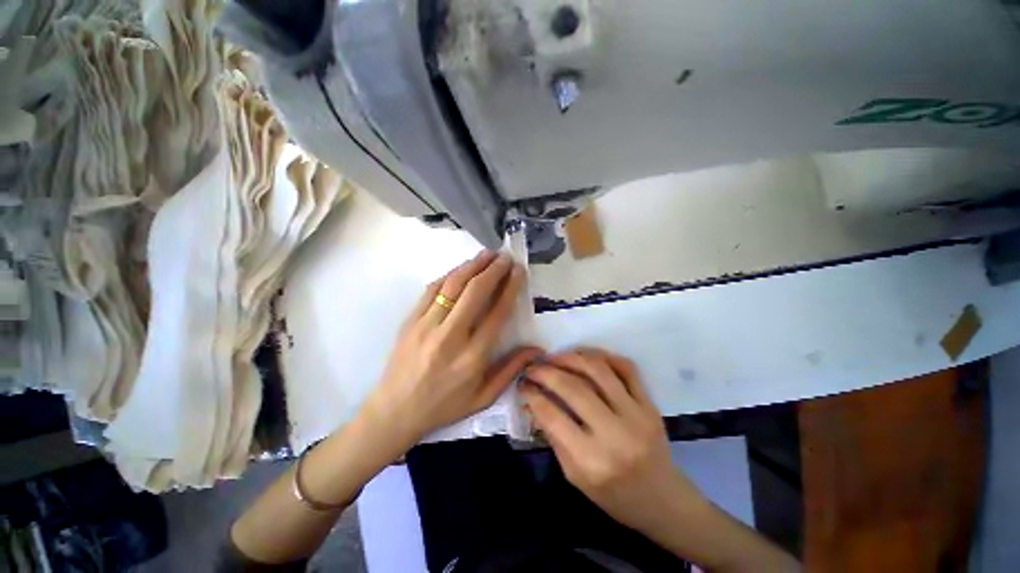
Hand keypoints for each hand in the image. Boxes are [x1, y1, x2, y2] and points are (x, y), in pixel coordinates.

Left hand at [363, 250, 541, 446]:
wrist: (394, 411)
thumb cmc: (443, 406)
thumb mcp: (483, 398)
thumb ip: (511, 370)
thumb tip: (537, 349)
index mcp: (472, 357)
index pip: (497, 312)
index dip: (510, 287)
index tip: (518, 271)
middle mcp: (451, 336)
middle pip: (475, 292)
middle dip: (493, 269)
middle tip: (505, 257)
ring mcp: (426, 325)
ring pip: (453, 285)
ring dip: (472, 265)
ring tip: (486, 254)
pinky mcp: (410, 320)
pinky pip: (432, 290)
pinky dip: (449, 275)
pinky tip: (460, 269)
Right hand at [521, 349, 700, 530]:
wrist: (663, 500)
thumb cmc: (614, 496)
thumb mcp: (574, 476)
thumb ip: (553, 437)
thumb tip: (534, 402)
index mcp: (592, 461)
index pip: (553, 416)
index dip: (533, 395)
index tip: (522, 384)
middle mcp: (615, 433)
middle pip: (574, 387)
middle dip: (546, 371)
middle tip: (533, 366)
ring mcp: (637, 414)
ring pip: (598, 370)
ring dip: (571, 357)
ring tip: (554, 357)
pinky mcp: (650, 404)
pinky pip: (625, 368)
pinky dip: (602, 355)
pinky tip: (584, 356)